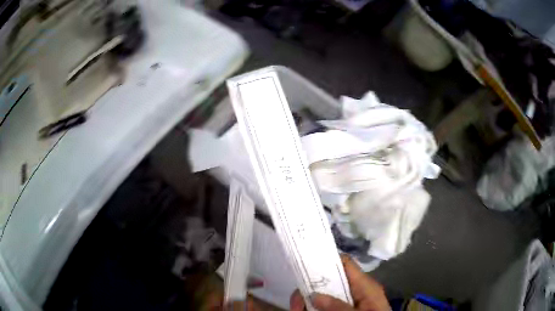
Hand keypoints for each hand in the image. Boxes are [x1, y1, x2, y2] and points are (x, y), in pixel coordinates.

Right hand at [290, 254, 389, 310]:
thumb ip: (338, 306)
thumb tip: (314, 295)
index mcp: (364, 285)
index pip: (345, 263)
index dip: (326, 260)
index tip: (303, 267)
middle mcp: (356, 289)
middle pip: (329, 280)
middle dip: (309, 290)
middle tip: (295, 305)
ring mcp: (350, 300)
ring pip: (324, 295)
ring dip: (308, 302)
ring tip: (297, 310)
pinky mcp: (345, 308)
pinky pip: (327, 305)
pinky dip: (314, 308)